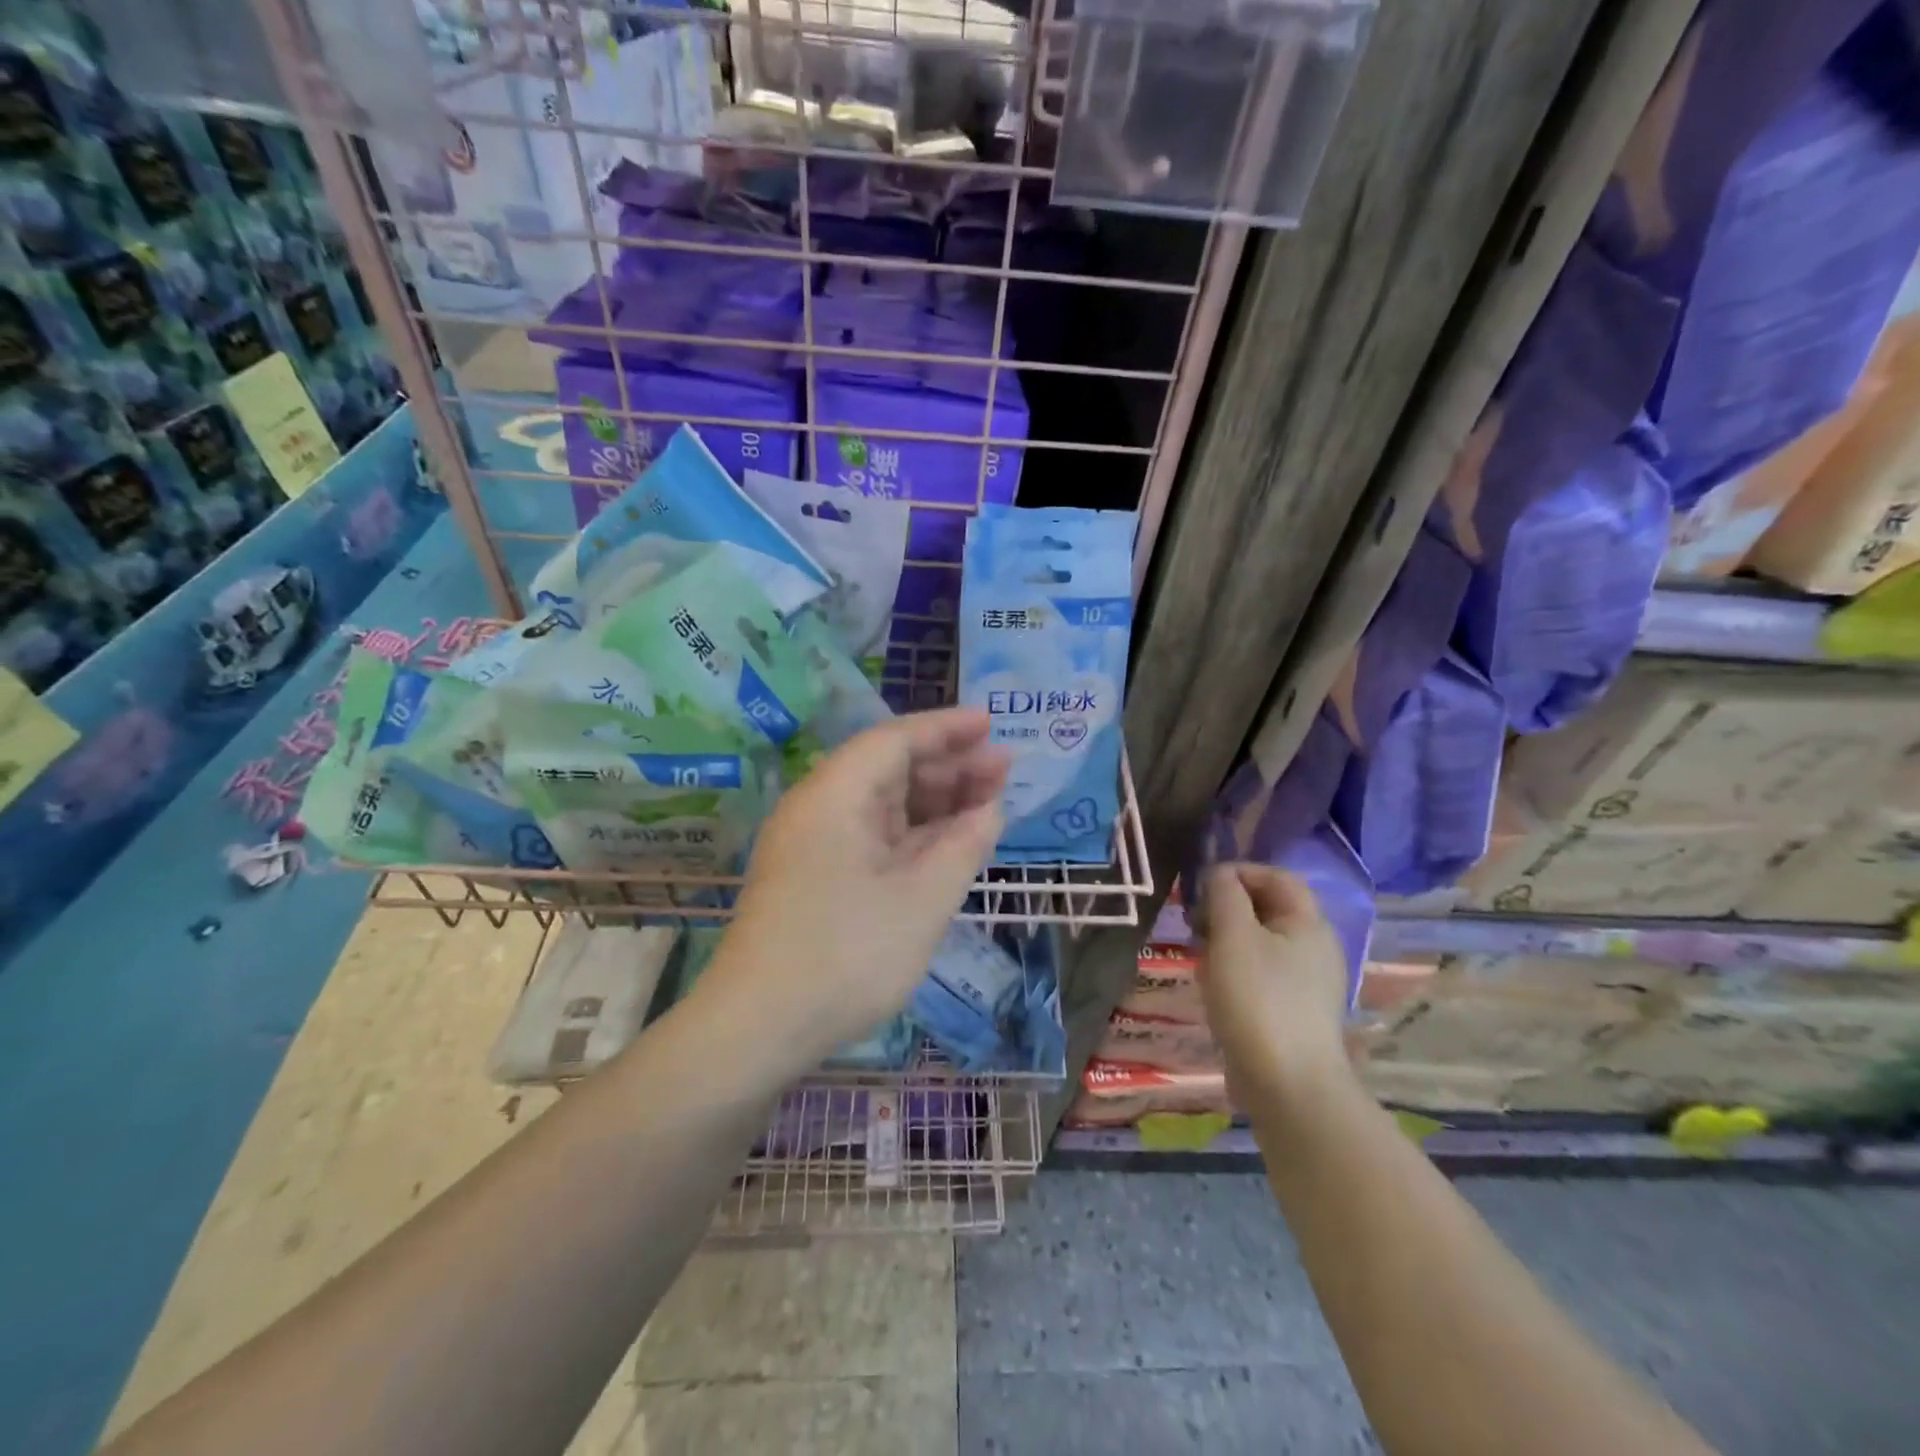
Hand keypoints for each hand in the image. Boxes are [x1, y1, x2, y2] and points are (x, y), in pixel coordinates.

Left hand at [703, 708, 1008, 1063]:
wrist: (758, 1028)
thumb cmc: (846, 955)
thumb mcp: (923, 899)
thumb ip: (963, 844)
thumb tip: (989, 809)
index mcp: (835, 794)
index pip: (895, 739)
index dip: (946, 728)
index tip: (991, 724)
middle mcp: (819, 807)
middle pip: (889, 768)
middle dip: (948, 766)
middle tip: (1003, 771)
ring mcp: (814, 844)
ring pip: (882, 805)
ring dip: (934, 802)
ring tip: (987, 804)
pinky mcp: (816, 876)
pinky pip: (872, 837)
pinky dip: (912, 835)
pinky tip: (947, 843)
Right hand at [1196, 864, 1354, 1102]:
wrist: (1288, 1086)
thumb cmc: (1258, 1000)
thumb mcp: (1233, 936)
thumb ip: (1225, 895)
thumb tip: (1219, 874)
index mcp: (1309, 923)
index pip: (1276, 876)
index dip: (1238, 872)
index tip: (1201, 886)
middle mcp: (1315, 947)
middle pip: (1267, 908)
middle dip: (1227, 908)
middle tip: (1194, 922)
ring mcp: (1306, 983)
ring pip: (1260, 942)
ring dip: (1226, 940)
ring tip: (1199, 957)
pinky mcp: (1293, 1011)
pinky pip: (1260, 973)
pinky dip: (1234, 970)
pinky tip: (1213, 989)